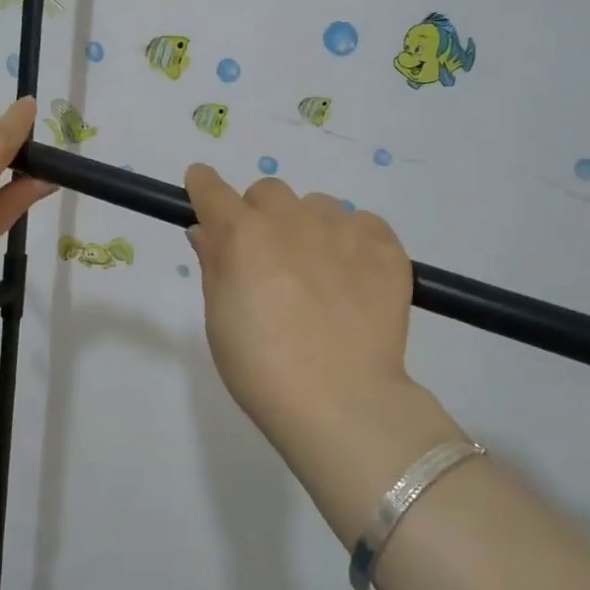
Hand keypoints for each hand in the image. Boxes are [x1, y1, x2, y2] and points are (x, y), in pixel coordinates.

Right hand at [184, 165, 420, 457]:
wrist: (341, 402)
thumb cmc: (262, 368)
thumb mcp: (219, 319)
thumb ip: (214, 265)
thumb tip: (208, 231)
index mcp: (243, 235)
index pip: (212, 189)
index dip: (203, 187)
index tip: (203, 191)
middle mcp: (291, 220)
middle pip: (268, 192)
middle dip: (260, 215)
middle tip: (267, 258)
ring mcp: (343, 230)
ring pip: (318, 206)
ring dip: (308, 227)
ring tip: (318, 274)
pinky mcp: (386, 248)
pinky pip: (364, 224)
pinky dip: (353, 242)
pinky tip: (353, 280)